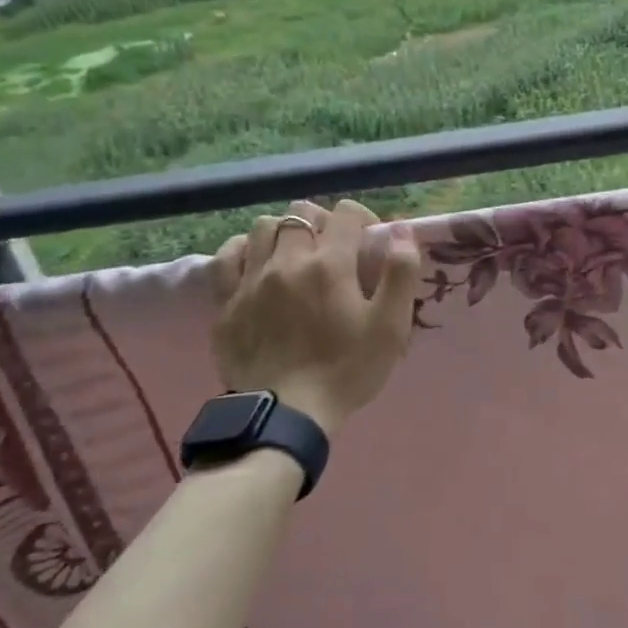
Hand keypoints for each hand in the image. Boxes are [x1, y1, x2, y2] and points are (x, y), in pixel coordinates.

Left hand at [211, 199, 421, 431]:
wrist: (286, 414)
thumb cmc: (347, 369)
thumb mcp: (391, 326)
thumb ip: (401, 273)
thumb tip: (401, 230)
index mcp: (330, 264)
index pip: (346, 213)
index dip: (363, 218)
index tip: (370, 241)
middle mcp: (287, 261)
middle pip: (302, 213)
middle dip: (323, 222)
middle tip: (335, 249)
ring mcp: (251, 280)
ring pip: (263, 227)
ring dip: (285, 232)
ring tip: (297, 255)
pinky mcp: (225, 303)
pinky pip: (226, 256)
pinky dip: (244, 250)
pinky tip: (258, 264)